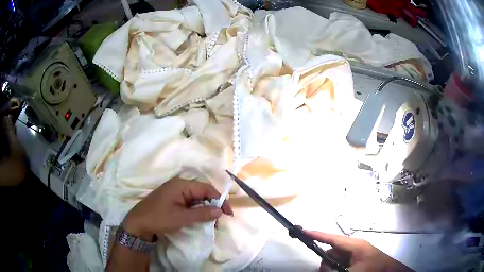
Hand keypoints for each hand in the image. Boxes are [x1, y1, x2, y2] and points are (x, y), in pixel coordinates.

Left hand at [122, 178, 232, 240]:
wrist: (137, 223)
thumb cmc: (159, 219)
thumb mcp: (182, 218)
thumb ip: (202, 214)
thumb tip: (220, 210)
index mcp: (181, 185)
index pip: (206, 188)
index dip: (220, 200)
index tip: (228, 213)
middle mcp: (179, 185)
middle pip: (202, 191)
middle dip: (213, 204)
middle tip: (221, 218)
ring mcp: (174, 192)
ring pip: (196, 197)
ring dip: (205, 207)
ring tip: (212, 220)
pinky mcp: (172, 199)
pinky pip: (189, 201)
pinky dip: (196, 209)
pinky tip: (200, 217)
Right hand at [305, 231, 413, 271]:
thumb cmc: (373, 269)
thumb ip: (334, 269)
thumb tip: (323, 266)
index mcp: (354, 245)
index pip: (331, 237)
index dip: (317, 234)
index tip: (303, 231)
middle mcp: (354, 246)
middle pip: (332, 250)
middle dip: (326, 260)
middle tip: (328, 270)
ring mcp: (356, 252)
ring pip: (336, 257)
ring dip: (332, 266)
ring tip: (338, 271)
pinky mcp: (357, 258)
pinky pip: (342, 260)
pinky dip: (338, 267)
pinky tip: (342, 271)